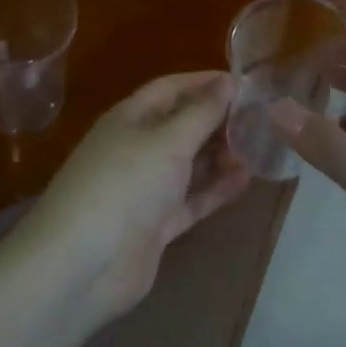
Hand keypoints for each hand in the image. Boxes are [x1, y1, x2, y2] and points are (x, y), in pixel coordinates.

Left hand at [23, 71, 251, 323]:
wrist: (83, 265)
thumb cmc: (125, 184)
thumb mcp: (168, 141)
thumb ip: (202, 112)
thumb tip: (228, 81)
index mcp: (130, 118)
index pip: (171, 88)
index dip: (204, 82)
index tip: (244, 82)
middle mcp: (137, 147)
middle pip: (182, 125)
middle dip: (218, 120)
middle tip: (261, 118)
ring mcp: (146, 188)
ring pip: (189, 164)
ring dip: (221, 155)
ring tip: (260, 147)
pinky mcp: (156, 225)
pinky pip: (192, 199)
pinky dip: (216, 189)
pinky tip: (246, 179)